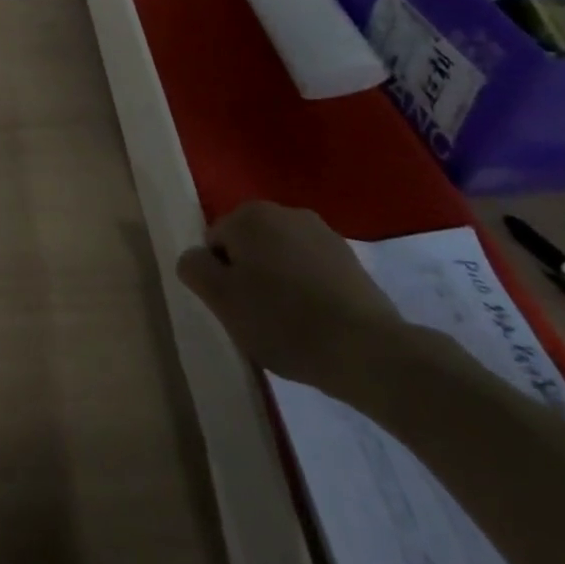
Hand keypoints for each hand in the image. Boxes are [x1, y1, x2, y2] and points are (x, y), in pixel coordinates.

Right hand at [176, 201, 403, 393]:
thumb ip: (195, 268)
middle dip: (250, 276)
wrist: (369, 351)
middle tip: (260, 317)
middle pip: (248, 245)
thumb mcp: (221, 299)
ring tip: (292, 324)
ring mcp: (323, 233)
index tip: (238, 309)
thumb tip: (196, 257)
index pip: (215, 243)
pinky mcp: (352, 260)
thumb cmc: (284, 321)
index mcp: (249, 215)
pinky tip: (319, 322)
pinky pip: (312, 271)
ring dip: (279, 282)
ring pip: (281, 257)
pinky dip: (309, 290)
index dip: (221, 278)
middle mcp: (284, 211)